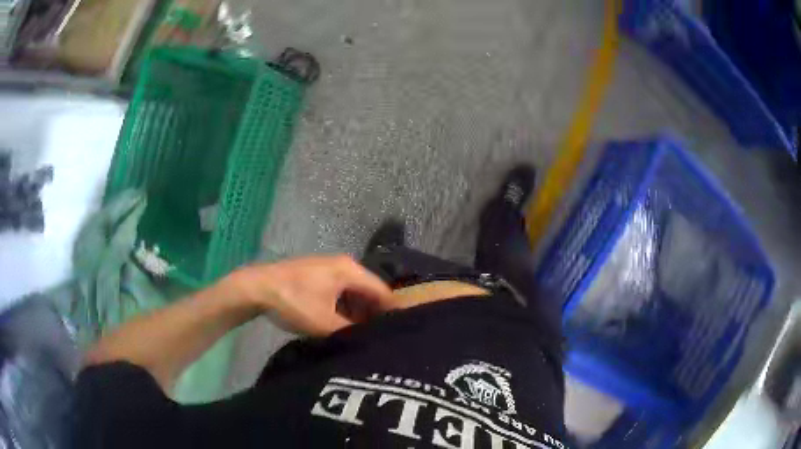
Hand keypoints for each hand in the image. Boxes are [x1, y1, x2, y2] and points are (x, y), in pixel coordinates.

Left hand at [220, 255, 394, 335]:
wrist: (256, 287)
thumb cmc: (294, 302)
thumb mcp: (324, 323)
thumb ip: (351, 333)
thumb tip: (371, 341)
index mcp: (350, 271)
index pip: (383, 292)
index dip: (393, 312)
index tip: (401, 332)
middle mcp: (343, 266)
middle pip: (369, 292)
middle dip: (375, 314)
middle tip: (381, 337)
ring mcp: (328, 269)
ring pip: (353, 293)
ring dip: (358, 313)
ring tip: (363, 335)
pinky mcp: (316, 276)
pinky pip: (339, 293)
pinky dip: (344, 308)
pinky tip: (342, 325)